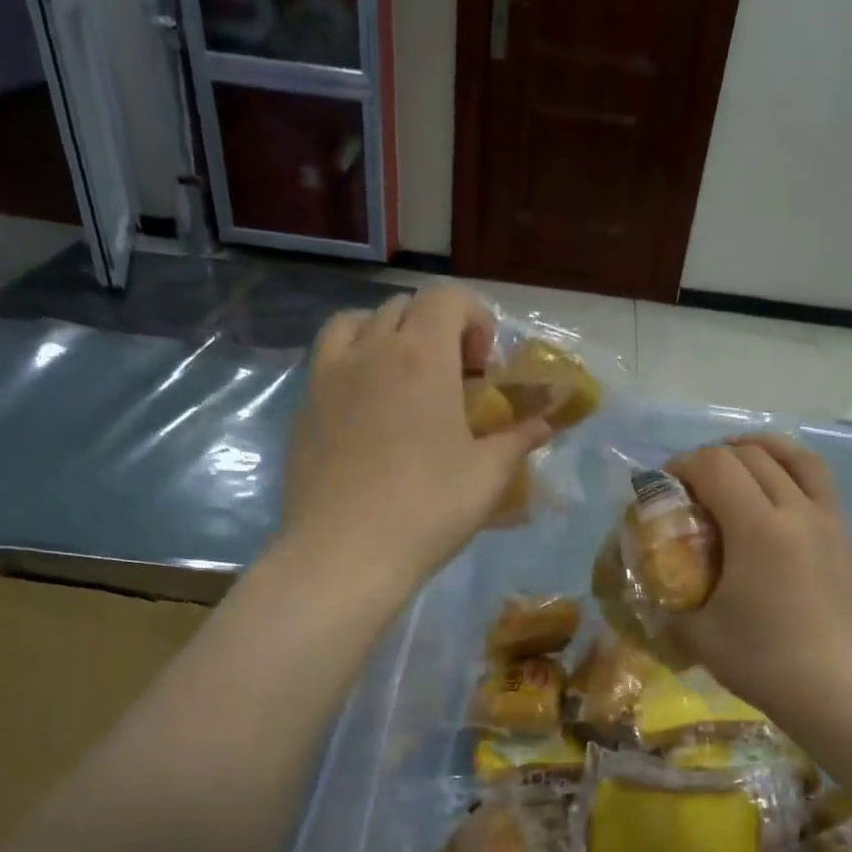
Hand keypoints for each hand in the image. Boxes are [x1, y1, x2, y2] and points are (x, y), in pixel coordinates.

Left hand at [282, 286, 550, 591]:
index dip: (474, 318)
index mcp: (422, 356)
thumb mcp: (488, 475)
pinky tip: (369, 412)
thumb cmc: (428, 508)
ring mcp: (329, 376)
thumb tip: (547, 422)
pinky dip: (354, 364)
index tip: (484, 366)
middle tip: (454, 378)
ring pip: (356, 323)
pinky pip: (329, 360)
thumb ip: (520, 438)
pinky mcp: (303, 407)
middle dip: (437, 328)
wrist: (344, 553)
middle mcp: (371, 350)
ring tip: (403, 379)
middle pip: (404, 307)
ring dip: (388, 335)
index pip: (447, 298)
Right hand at [667, 435, 851, 724]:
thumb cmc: (763, 662)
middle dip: (713, 457)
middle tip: (692, 483)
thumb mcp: (697, 634)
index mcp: (758, 529)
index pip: (715, 466)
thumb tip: (649, 584)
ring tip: (738, 459)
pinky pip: (820, 482)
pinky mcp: (846, 536)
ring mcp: (829, 520)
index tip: (665, 484)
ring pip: (796, 457)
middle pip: (751, 456)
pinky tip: (778, 489)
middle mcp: (797, 511)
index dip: (683, 464)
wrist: (837, 691)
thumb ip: (668, 600)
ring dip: (760, 449)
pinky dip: (792, 468)